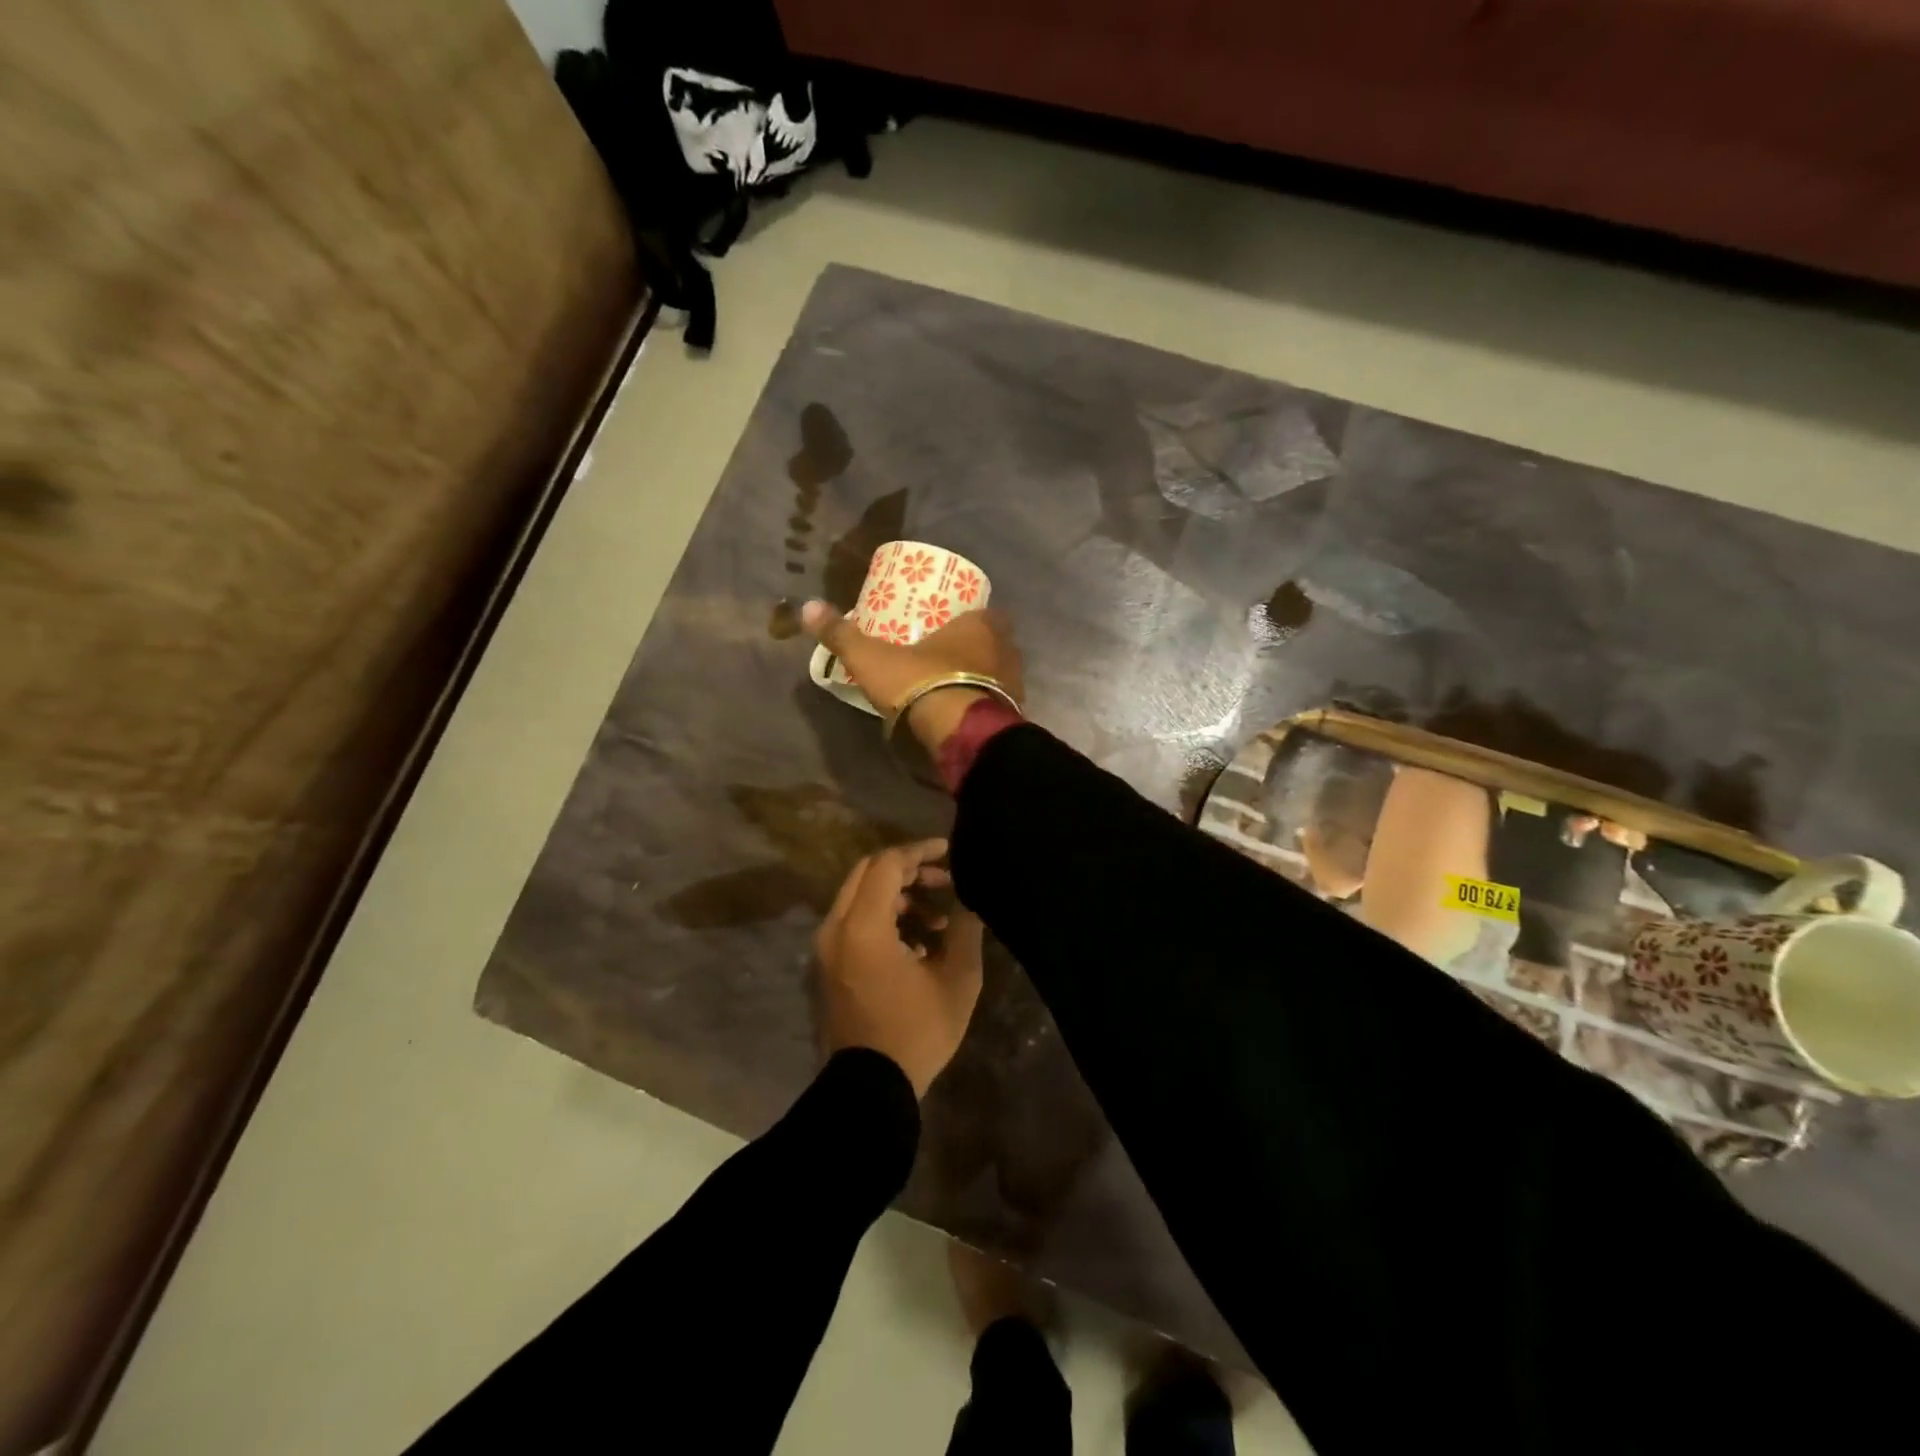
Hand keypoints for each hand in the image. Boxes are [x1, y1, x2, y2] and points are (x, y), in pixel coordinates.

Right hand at [801, 600, 1022, 753]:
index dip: (966, 618)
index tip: (946, 626)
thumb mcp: (874, 658)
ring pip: (999, 673)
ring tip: (952, 686)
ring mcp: (1015, 684)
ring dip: (980, 677)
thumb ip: (843, 635)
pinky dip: (984, 704)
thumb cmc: (922, 683)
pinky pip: (999, 703)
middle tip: (945, 656)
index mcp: (981, 625)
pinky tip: (963, 712)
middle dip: (973, 649)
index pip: (982, 612)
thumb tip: (808, 606)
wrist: (961, 733)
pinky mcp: (1014, 715)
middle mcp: (1006, 649)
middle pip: (993, 642)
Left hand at [814, 839, 984, 1098]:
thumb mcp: (956, 980)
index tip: (948, 851)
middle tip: (944, 879)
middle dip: (908, 869)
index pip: (887, 864)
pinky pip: (854, 922)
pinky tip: (917, 943)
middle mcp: (835, 929)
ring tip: (938, 920)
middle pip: (868, 873)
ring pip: (860, 897)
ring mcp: (826, 948)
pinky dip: (883, 918)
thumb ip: (964, 930)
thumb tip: (966, 902)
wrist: (870, 1089)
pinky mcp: (827, 966)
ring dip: (898, 896)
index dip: (919, 851)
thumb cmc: (916, 1032)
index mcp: (863, 927)